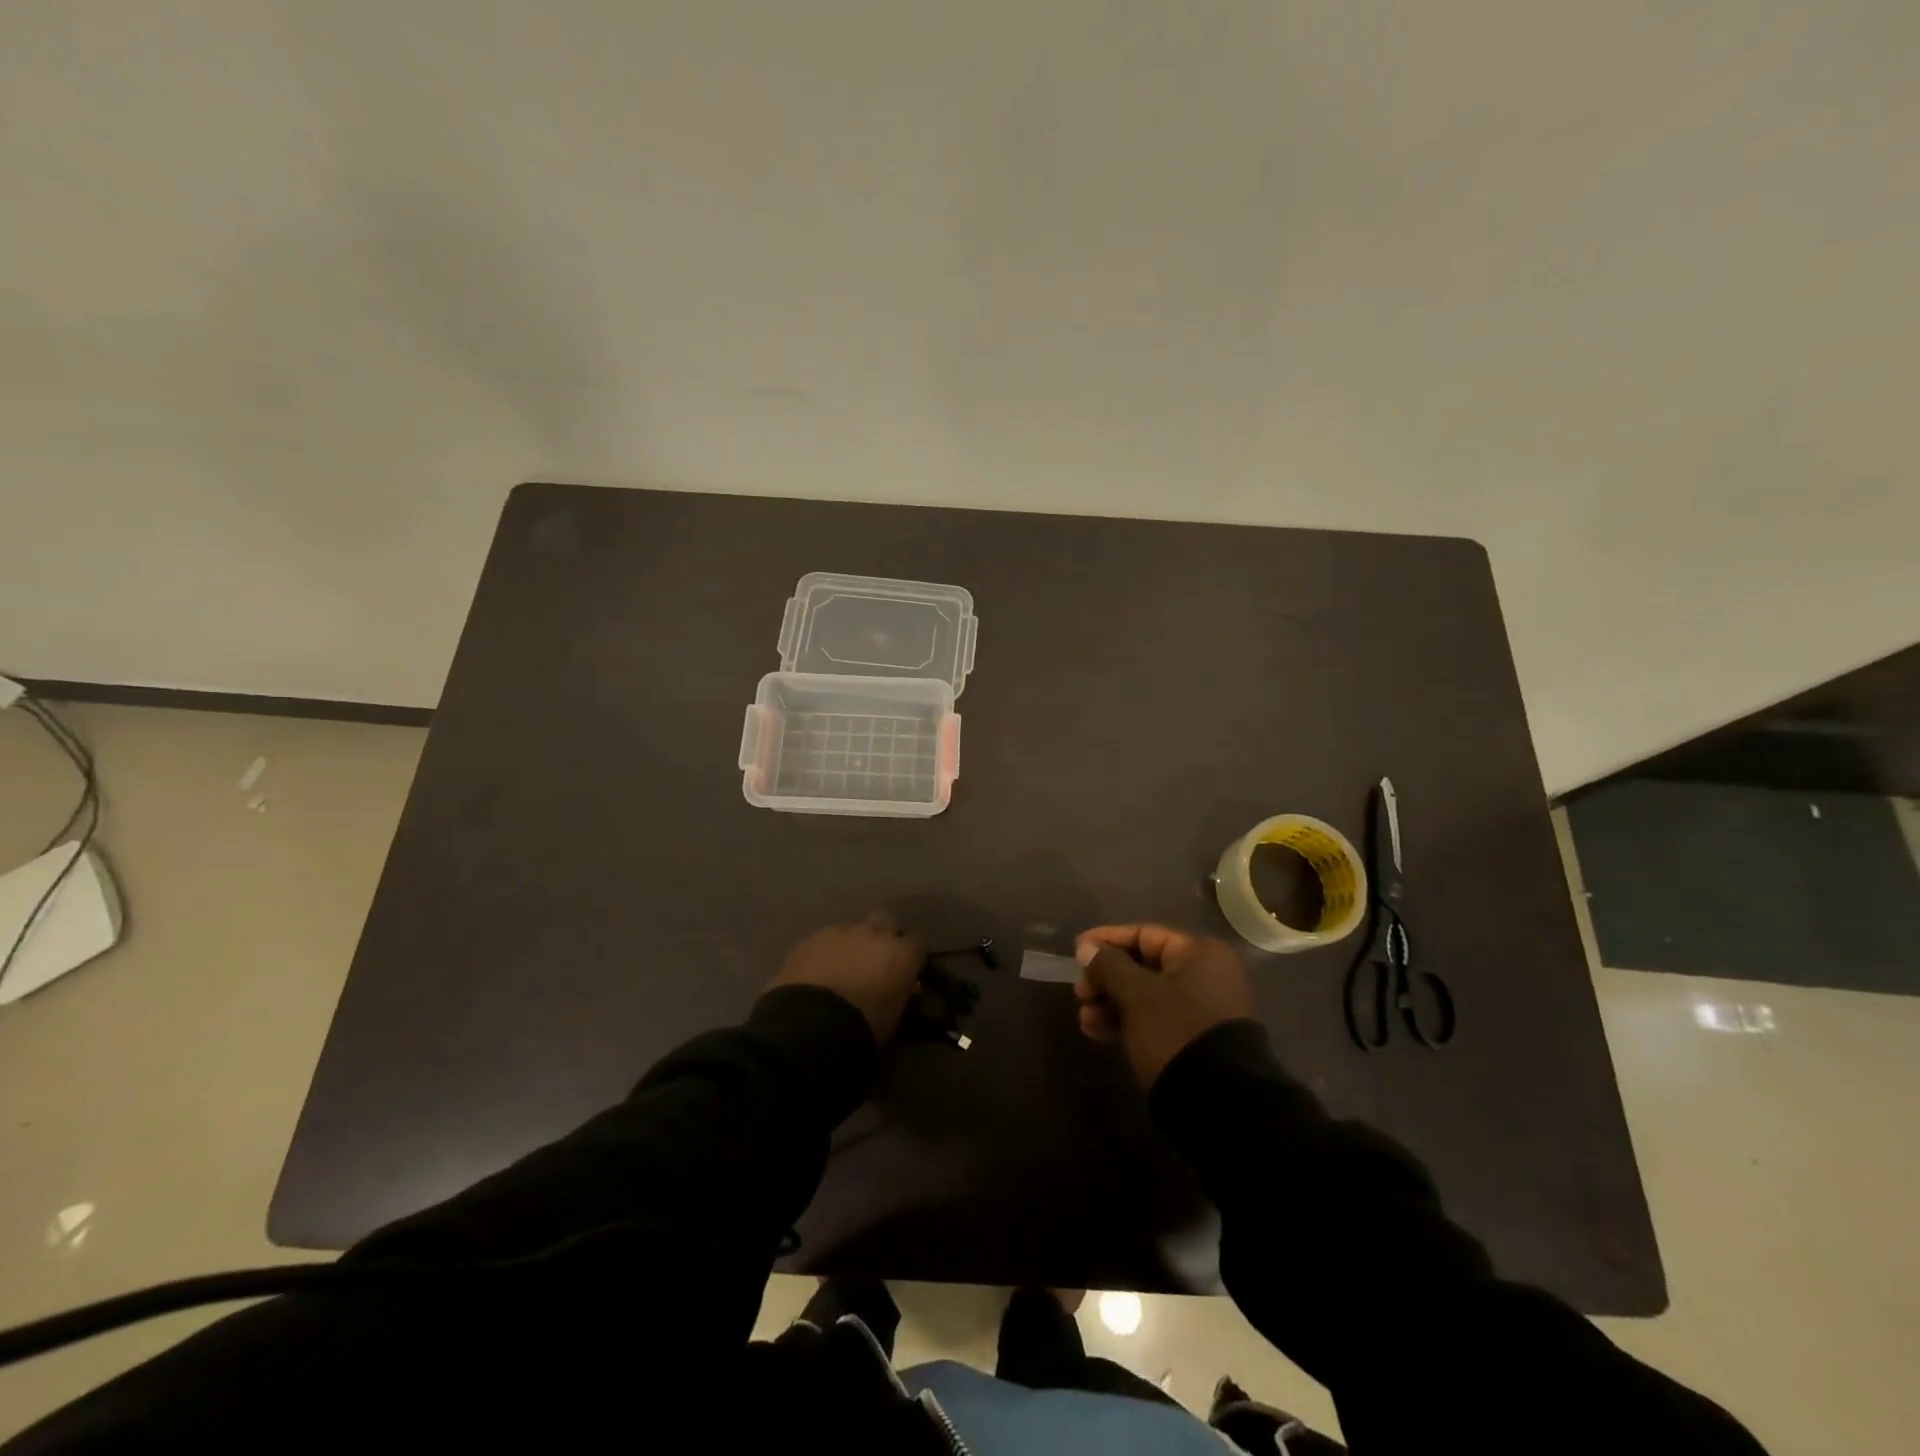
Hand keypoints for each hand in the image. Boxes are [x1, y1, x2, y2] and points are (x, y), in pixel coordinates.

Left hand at [767, 912, 927, 1041]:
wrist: (810, 1024)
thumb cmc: (863, 1027)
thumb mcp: (894, 1016)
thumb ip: (901, 993)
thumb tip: (905, 986)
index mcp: (901, 954)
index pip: (919, 943)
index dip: (913, 956)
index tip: (909, 971)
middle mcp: (874, 934)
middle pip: (886, 920)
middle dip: (884, 935)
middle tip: (878, 960)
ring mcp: (840, 933)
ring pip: (853, 930)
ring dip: (853, 944)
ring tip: (844, 969)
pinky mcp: (811, 939)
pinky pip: (826, 940)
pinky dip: (827, 952)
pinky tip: (820, 971)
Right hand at [1074, 924, 1253, 1087]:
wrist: (1218, 1102)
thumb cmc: (1174, 1031)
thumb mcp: (1135, 994)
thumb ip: (1108, 966)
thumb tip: (1087, 948)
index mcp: (1198, 952)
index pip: (1144, 934)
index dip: (1106, 940)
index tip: (1076, 951)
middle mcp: (1206, 973)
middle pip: (1143, 965)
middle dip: (1106, 979)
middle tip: (1080, 993)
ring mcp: (1204, 1006)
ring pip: (1146, 994)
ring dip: (1112, 1003)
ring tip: (1085, 1021)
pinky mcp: (1196, 1036)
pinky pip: (1157, 1016)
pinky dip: (1129, 1020)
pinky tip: (1099, 1033)